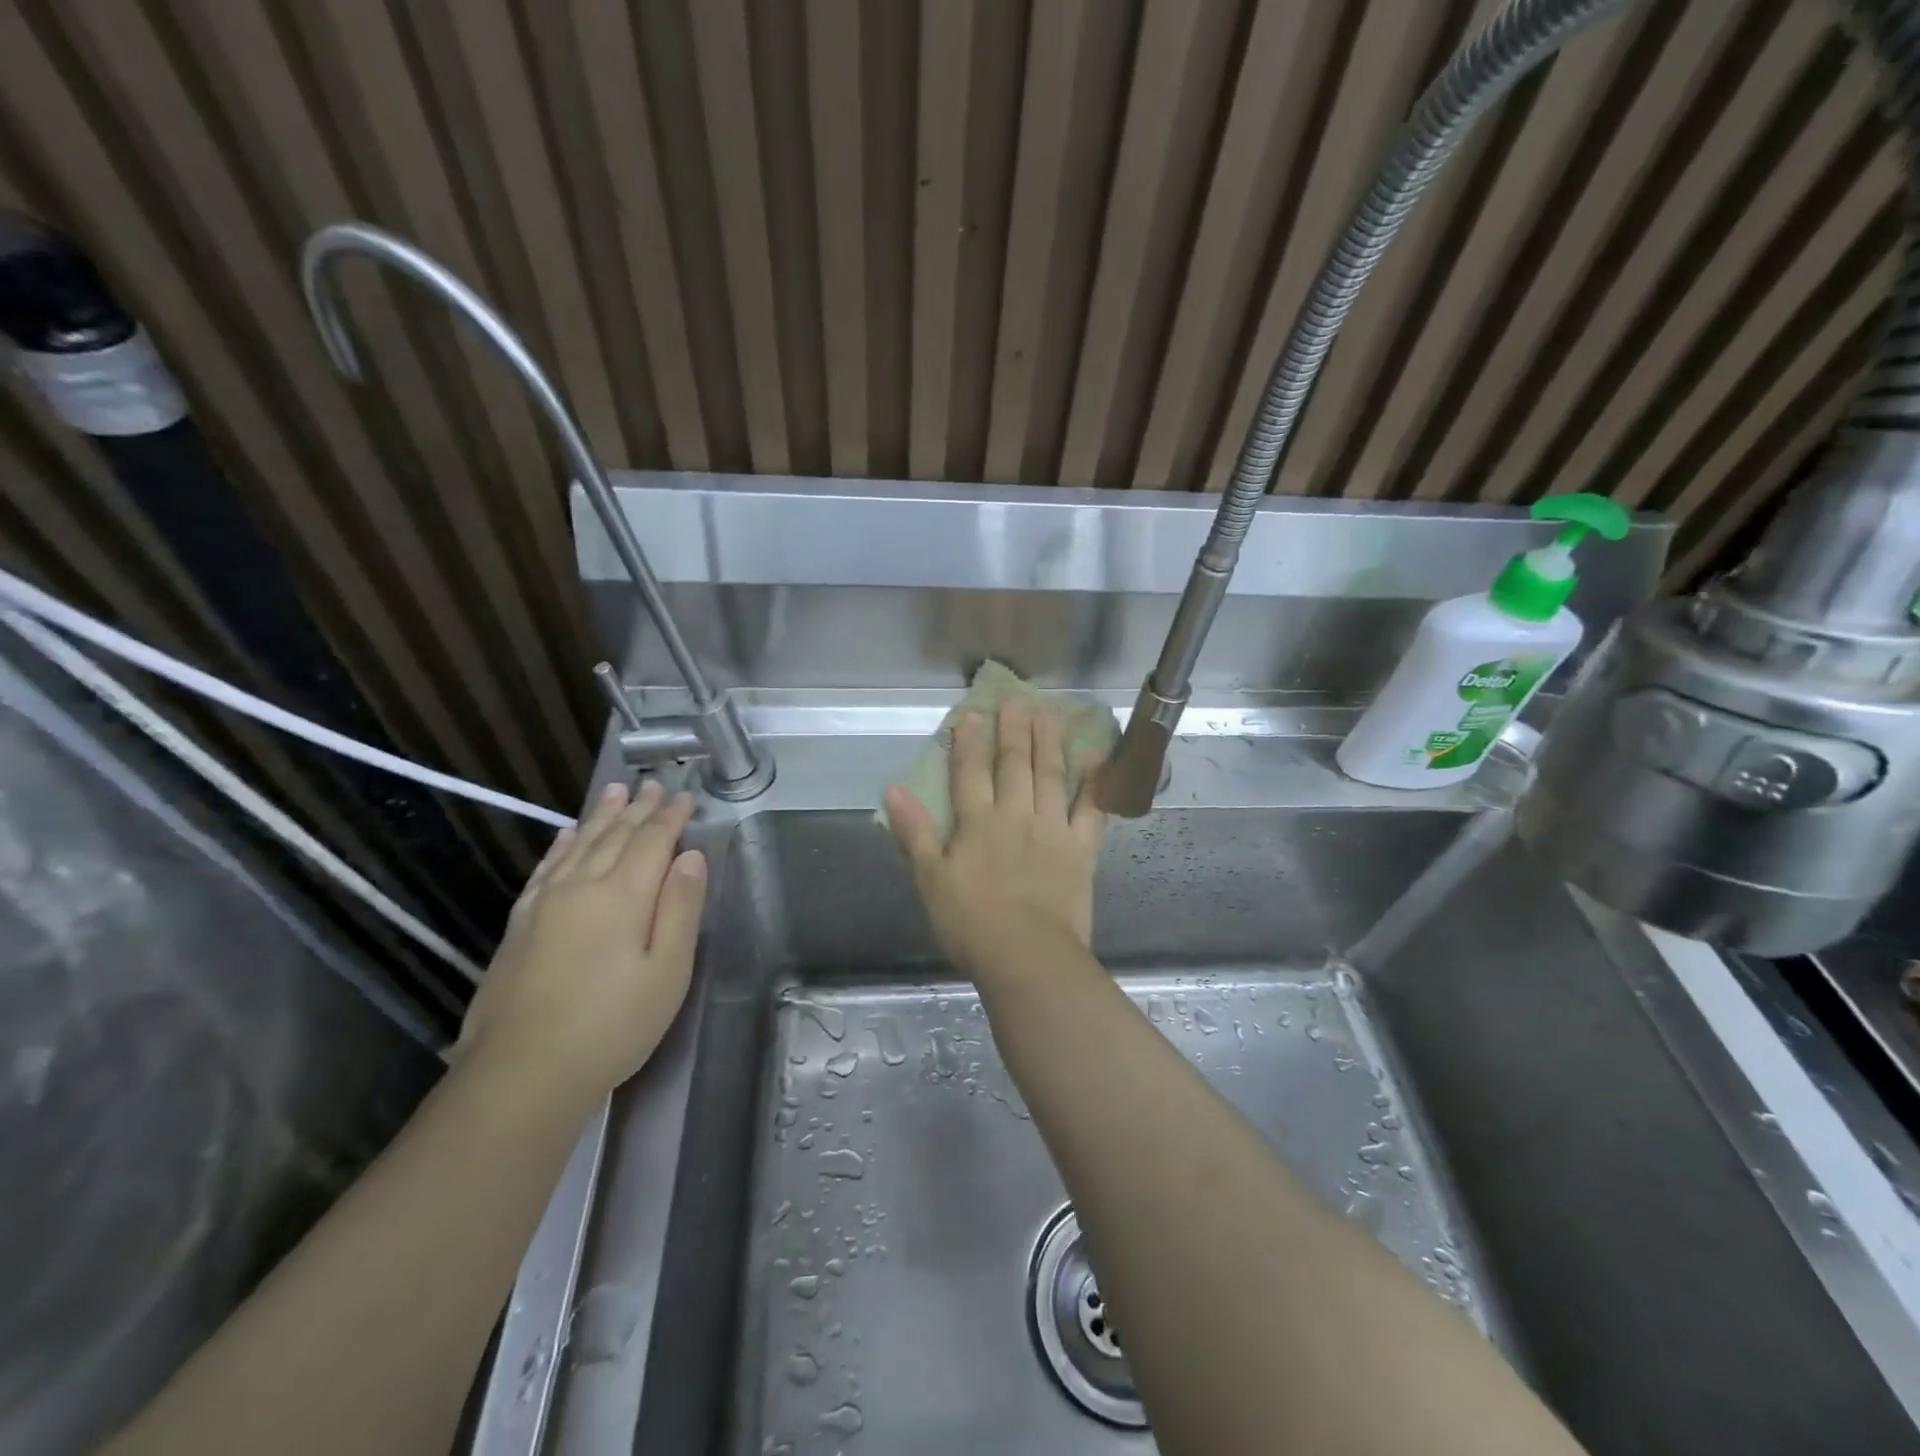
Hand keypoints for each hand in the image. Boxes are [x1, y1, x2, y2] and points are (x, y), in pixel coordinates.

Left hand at [457, 780, 706, 1102]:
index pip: (653, 841)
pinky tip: (567, 835)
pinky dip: (561, 845)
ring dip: (601, 816)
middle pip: (615, 836)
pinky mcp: (520, 925)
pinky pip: (546, 868)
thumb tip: (692, 856)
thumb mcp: (667, 972)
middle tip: (654, 785)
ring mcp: (545, 904)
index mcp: (623, 895)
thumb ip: (680, 908)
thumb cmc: (612, 1025)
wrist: (522, 1073)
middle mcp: (582, 887)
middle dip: (639, 808)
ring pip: (579, 844)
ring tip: (615, 790)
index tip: (687, 797)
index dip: (671, 817)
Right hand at [885, 701, 1105, 978]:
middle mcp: (1016, 816)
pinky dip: (1096, 784)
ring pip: (1051, 777)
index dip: (969, 742)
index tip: (972, 714)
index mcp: (977, 823)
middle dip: (1012, 732)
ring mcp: (1052, 830)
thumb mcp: (930, 880)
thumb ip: (914, 832)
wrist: (1027, 956)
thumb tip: (893, 789)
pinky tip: (1099, 760)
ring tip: (1050, 716)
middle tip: (1016, 702)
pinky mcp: (1081, 850)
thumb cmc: (971, 923)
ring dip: (1049, 744)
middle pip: (1013, 766)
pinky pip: (1091, 810)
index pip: (970, 773)